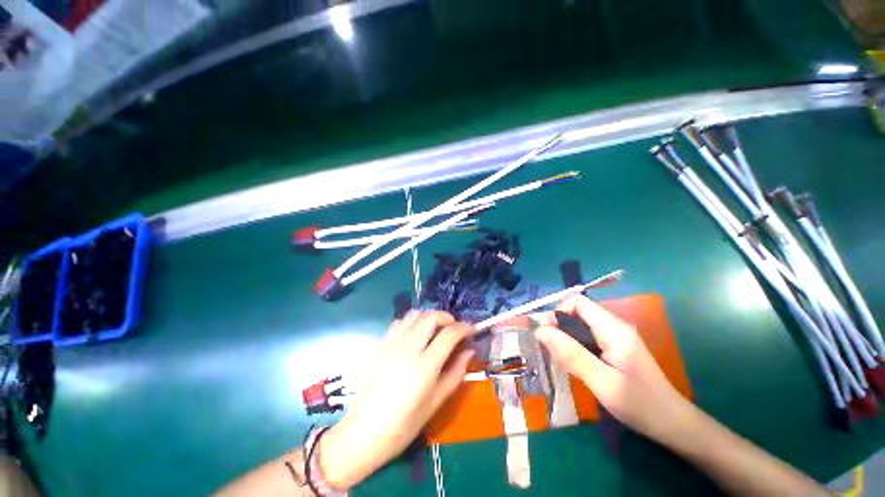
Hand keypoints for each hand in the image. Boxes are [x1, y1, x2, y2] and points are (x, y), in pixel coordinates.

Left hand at [319, 311, 473, 488]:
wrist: (363, 432)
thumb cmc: (403, 425)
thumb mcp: (435, 403)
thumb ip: (456, 373)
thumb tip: (469, 352)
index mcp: (424, 366)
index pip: (449, 334)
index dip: (464, 328)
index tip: (472, 329)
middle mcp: (408, 348)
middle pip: (431, 317)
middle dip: (447, 317)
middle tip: (454, 328)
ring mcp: (392, 343)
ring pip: (414, 314)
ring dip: (429, 316)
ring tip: (436, 328)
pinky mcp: (381, 344)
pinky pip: (399, 322)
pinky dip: (412, 321)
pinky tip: (415, 333)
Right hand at [535, 295, 693, 441]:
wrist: (672, 423)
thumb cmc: (639, 404)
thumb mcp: (601, 382)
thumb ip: (570, 353)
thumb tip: (540, 330)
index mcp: (613, 329)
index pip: (578, 302)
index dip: (558, 312)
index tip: (547, 335)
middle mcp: (615, 326)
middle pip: (578, 312)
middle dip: (560, 327)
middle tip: (553, 352)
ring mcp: (617, 336)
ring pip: (581, 324)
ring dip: (566, 338)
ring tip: (564, 361)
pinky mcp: (616, 346)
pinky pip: (588, 336)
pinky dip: (576, 346)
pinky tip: (577, 365)